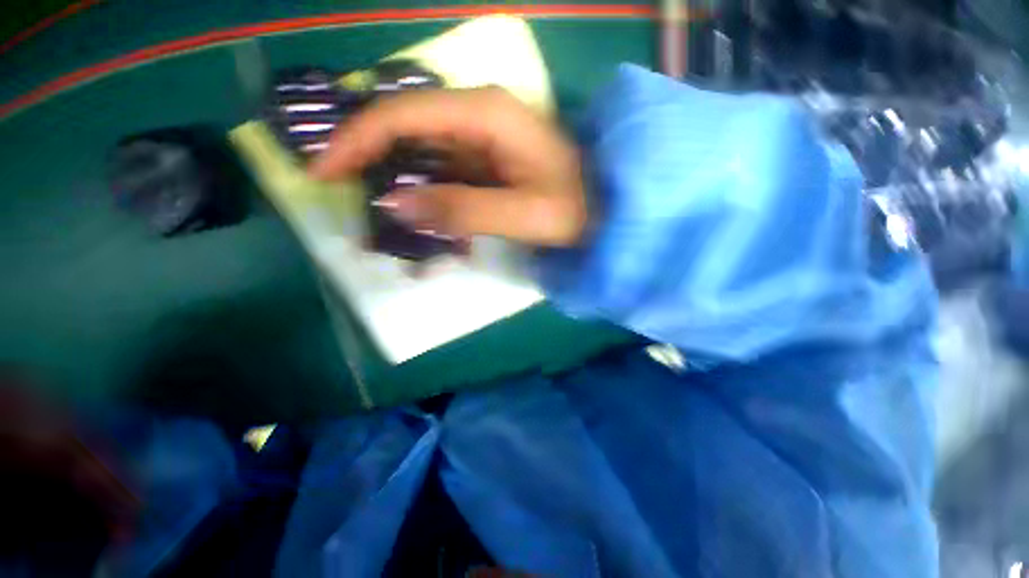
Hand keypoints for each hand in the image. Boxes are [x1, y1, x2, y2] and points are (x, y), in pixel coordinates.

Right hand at [309, 87, 586, 246]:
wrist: (607, 207)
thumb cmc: (576, 209)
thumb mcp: (522, 215)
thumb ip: (461, 209)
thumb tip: (394, 205)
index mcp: (487, 115)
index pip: (403, 115)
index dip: (356, 141)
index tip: (323, 172)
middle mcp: (480, 114)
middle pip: (406, 125)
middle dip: (369, 156)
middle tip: (342, 192)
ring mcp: (484, 135)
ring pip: (422, 148)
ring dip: (395, 177)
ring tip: (374, 208)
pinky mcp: (488, 157)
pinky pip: (443, 167)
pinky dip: (424, 188)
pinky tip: (418, 211)